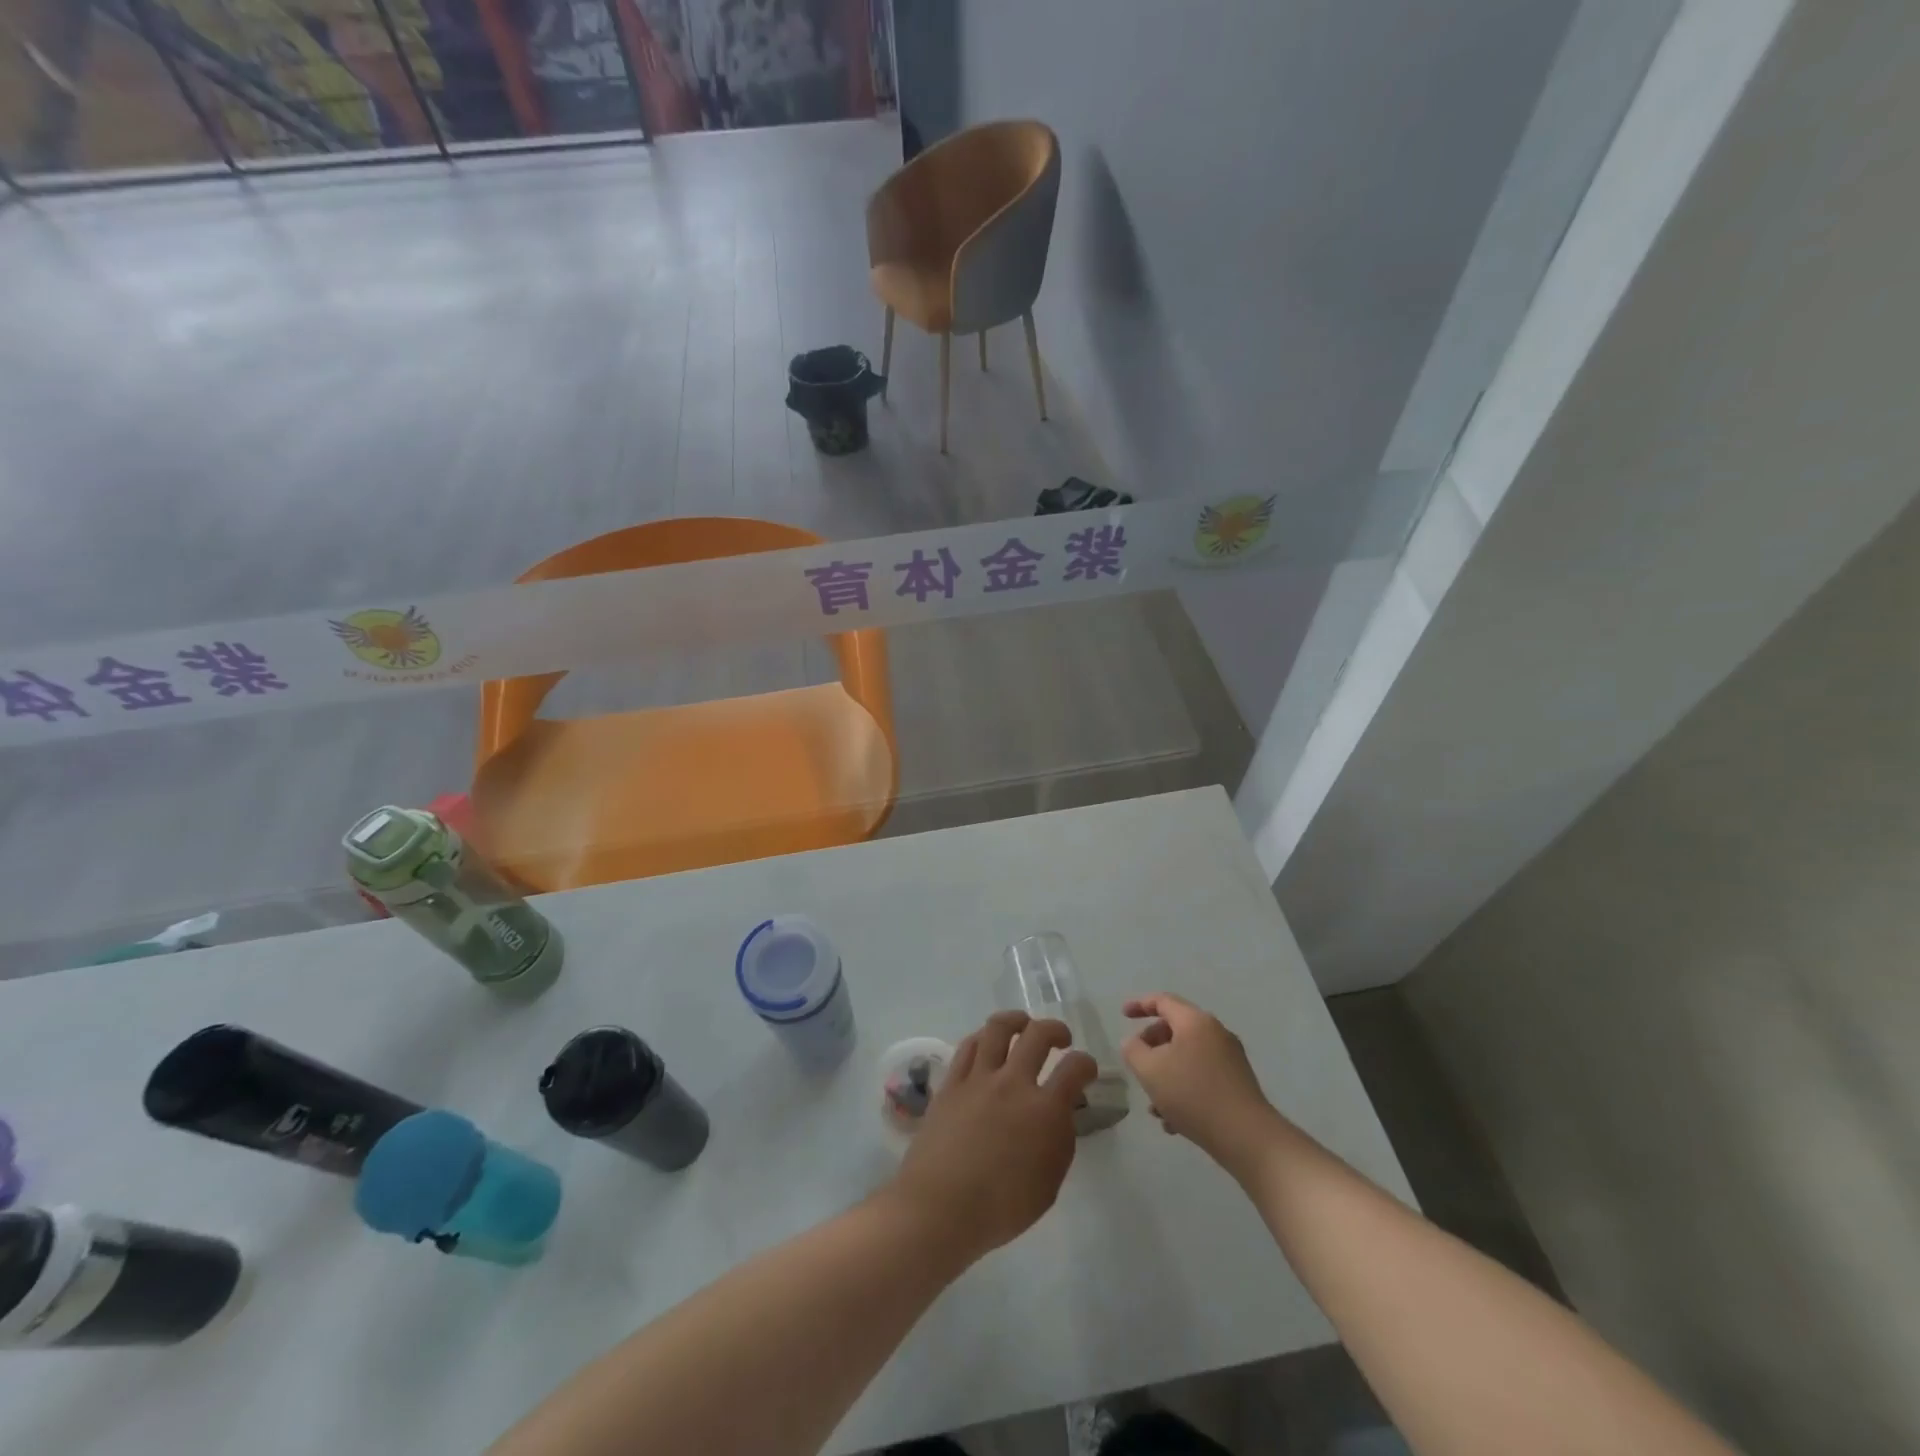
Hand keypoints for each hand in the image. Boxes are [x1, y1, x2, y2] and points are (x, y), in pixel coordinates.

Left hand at [887, 1011, 1097, 1264]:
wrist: (940, 1207)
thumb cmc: (1001, 1208)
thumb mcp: (1049, 1184)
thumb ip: (1059, 1141)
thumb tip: (1059, 1114)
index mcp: (1044, 1110)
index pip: (1075, 1069)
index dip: (1087, 1064)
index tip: (1087, 1069)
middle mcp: (1013, 1083)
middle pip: (1038, 1034)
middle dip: (1055, 1029)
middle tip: (1060, 1039)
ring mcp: (979, 1078)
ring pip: (998, 1028)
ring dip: (1016, 1020)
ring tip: (1022, 1025)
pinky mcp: (951, 1082)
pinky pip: (968, 1046)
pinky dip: (983, 1038)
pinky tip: (987, 1044)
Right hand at [1122, 993, 1275, 1167]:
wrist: (1247, 1137)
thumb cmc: (1193, 1095)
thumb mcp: (1150, 1070)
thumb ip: (1133, 1050)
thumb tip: (1134, 1042)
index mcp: (1195, 1021)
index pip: (1163, 1001)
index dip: (1140, 1005)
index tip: (1123, 1015)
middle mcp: (1216, 1033)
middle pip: (1175, 1029)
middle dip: (1152, 1047)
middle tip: (1138, 1066)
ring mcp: (1230, 1058)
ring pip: (1187, 1057)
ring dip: (1166, 1075)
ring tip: (1154, 1106)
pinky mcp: (1238, 1083)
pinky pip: (1202, 1076)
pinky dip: (1184, 1089)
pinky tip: (1174, 1122)